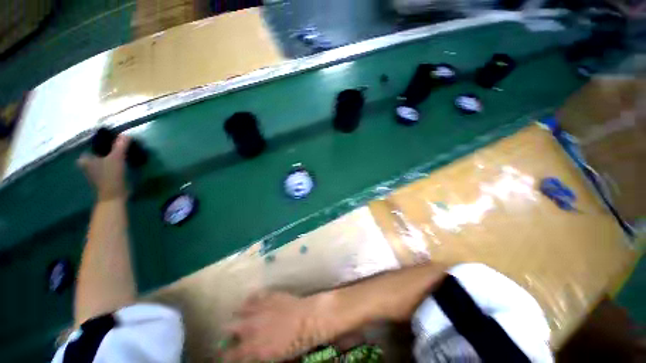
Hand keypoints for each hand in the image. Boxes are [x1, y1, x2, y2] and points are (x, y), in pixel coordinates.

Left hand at [78, 135, 129, 200]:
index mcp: (85, 158)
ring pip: (105, 158)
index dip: (106, 142)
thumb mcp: (116, 158)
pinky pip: (109, 165)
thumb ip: (120, 145)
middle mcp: (86, 164)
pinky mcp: (103, 177)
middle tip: (122, 145)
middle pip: (100, 152)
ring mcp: (95, 171)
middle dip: (110, 149)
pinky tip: (123, 162)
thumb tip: (126, 134)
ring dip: (113, 156)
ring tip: (124, 153)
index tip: (117, 140)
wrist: (114, 196)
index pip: (96, 145)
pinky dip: (115, 162)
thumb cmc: (111, 176)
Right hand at [222, 291, 336, 361]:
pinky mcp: (269, 295)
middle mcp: (252, 326)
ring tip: (244, 318)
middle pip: (229, 328)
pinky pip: (254, 296)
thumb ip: (257, 355)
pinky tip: (254, 304)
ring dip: (239, 315)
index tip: (227, 356)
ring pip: (239, 309)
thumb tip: (249, 355)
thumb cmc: (297, 342)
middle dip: (229, 334)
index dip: (226, 356)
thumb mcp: (275, 355)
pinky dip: (251, 301)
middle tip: (235, 336)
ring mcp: (260, 308)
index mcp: (254, 346)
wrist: (310, 318)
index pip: (230, 354)